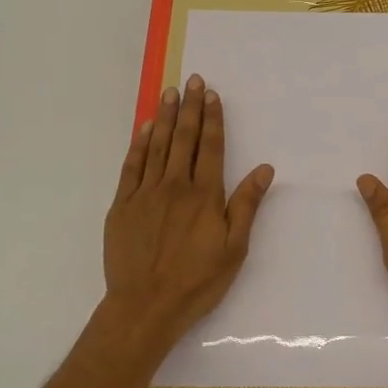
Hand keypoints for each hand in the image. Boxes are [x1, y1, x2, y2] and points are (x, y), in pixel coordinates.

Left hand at [103, 74, 274, 350]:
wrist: (145, 306)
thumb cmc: (197, 281)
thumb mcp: (234, 248)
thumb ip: (246, 205)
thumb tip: (264, 168)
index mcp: (204, 195)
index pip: (210, 147)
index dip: (212, 119)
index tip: (212, 95)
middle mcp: (174, 186)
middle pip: (183, 139)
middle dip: (189, 108)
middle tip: (192, 81)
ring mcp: (145, 194)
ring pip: (156, 146)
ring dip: (164, 118)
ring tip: (170, 93)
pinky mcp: (122, 206)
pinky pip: (131, 166)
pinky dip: (139, 144)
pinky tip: (144, 128)